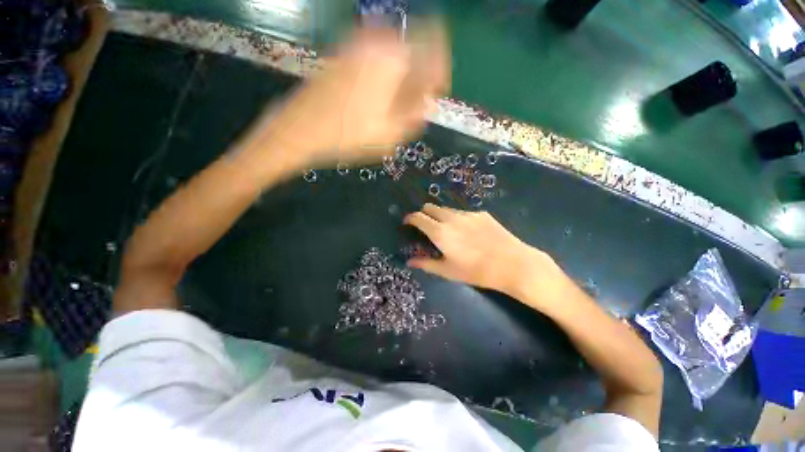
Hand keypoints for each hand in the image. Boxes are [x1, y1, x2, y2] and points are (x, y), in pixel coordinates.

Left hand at [265, 24, 449, 167]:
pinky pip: (376, 59)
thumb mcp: (390, 133)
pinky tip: (377, 101)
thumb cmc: (348, 135)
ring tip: (395, 109)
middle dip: (419, 78)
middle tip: (413, 108)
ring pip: (394, 55)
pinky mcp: (344, 54)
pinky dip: (385, 77)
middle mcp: (376, 41)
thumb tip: (429, 100)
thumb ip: (416, 114)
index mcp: (392, 57)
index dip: (440, 71)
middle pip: (413, 50)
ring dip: (402, 80)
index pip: (434, 46)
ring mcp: (356, 44)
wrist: (301, 129)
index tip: (435, 93)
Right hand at [403, 204, 570, 306]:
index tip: (407, 222)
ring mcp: (467, 214)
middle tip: (426, 226)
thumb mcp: (448, 271)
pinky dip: (458, 219)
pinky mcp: (482, 214)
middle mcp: (451, 218)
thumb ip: (426, 264)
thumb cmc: (476, 271)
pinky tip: (468, 232)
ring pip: (447, 209)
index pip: (418, 217)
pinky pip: (463, 213)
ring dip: (441, 216)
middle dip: (424, 214)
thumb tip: (409, 262)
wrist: (512, 264)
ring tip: (448, 231)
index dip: (410, 218)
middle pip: (431, 207)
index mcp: (440, 232)